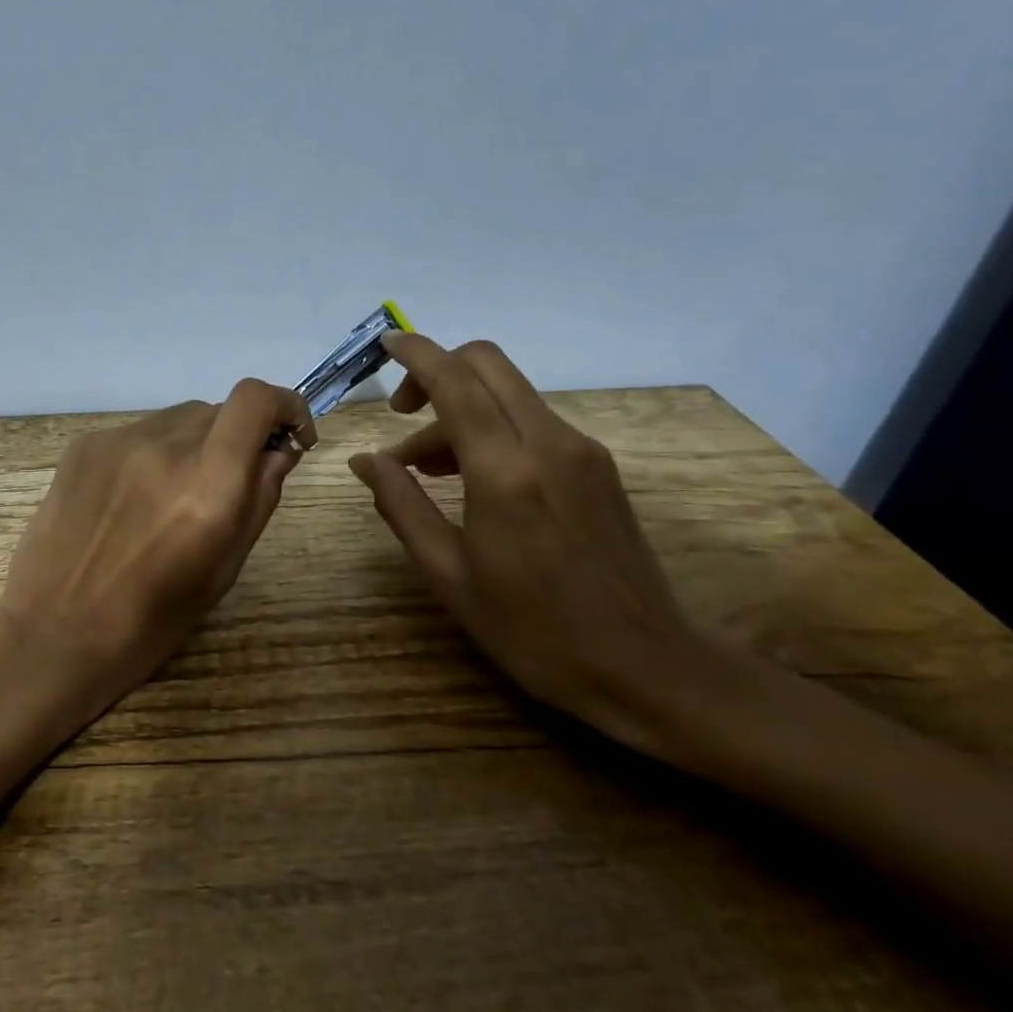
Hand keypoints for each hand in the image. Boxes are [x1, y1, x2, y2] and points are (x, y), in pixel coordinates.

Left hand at [0, 380, 316, 731]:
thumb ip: (259, 497)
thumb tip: (280, 449)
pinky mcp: (83, 445)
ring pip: (177, 419)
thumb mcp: (224, 568)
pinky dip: (151, 454)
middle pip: (218, 410)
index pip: (254, 399)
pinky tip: (130, 501)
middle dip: (236, 438)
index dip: (284, 405)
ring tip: (170, 499)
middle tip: (225, 485)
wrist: (55, 632)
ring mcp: (117, 441)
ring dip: (193, 444)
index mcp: (207, 485)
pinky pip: (138, 433)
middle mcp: (163, 447)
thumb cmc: (151, 620)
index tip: (290, 436)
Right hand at [349, 333, 744, 757]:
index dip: (416, 354)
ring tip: (426, 469)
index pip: (455, 381)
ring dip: (461, 409)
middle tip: (402, 415)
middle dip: (438, 371)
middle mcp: (549, 443)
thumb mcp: (448, 574)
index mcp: (505, 470)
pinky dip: (492, 429)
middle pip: (488, 365)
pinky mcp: (599, 467)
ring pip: (509, 394)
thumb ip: (401, 505)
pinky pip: (532, 422)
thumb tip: (366, 459)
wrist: (647, 668)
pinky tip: (473, 481)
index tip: (385, 343)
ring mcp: (582, 451)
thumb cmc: (532, 630)